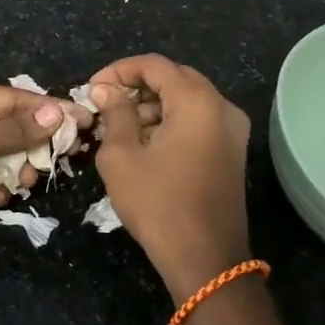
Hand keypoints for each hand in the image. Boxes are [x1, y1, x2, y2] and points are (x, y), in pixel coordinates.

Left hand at [0, 83, 90, 232]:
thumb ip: (14, 131)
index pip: (12, 99)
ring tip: (21, 186)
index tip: (79, 121)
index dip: (46, 110)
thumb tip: (56, 114)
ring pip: (0, 156)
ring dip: (14, 171)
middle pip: (9, 128)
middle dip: (30, 147)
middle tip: (50, 165)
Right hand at [88, 54, 251, 301]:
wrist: (205, 259)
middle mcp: (221, 107)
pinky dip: (171, 122)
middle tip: (105, 105)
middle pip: (174, 78)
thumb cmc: (158, 203)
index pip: (154, 65)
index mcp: (196, 102)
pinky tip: (145, 144)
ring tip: (119, 128)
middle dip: (136, 87)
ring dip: (153, 105)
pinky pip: (199, 120)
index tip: (92, 89)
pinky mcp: (232, 151)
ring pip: (187, 99)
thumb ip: (114, 113)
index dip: (119, 71)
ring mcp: (232, 130)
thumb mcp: (121, 156)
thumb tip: (105, 89)